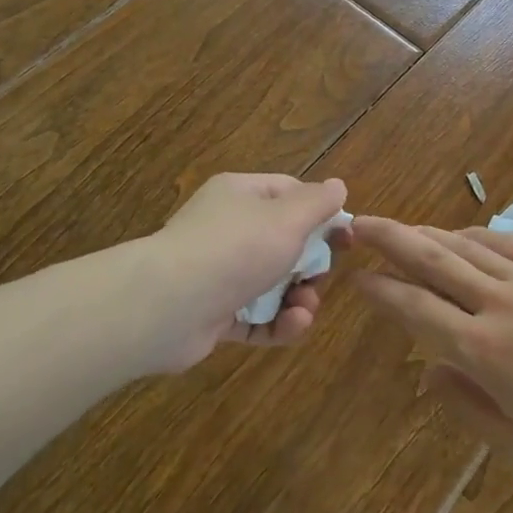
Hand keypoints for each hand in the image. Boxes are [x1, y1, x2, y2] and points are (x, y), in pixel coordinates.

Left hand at [133, 174, 350, 371]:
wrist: (167, 306)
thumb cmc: (235, 248)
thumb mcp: (288, 217)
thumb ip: (318, 202)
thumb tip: (338, 186)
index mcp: (240, 195)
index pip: (289, 194)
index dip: (320, 214)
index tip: (345, 238)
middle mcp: (226, 229)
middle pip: (283, 243)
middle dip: (310, 265)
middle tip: (320, 279)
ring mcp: (217, 273)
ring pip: (271, 283)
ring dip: (297, 298)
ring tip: (305, 310)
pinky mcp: (212, 314)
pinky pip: (254, 316)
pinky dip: (276, 323)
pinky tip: (291, 326)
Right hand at [350, 217, 512, 474]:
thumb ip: (466, 407)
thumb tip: (428, 373)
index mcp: (483, 349)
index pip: (416, 308)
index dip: (382, 290)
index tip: (358, 278)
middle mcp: (496, 303)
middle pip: (432, 260)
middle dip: (390, 239)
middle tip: (358, 223)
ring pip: (464, 244)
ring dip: (426, 233)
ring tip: (400, 228)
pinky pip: (503, 242)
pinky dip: (472, 235)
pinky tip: (459, 234)